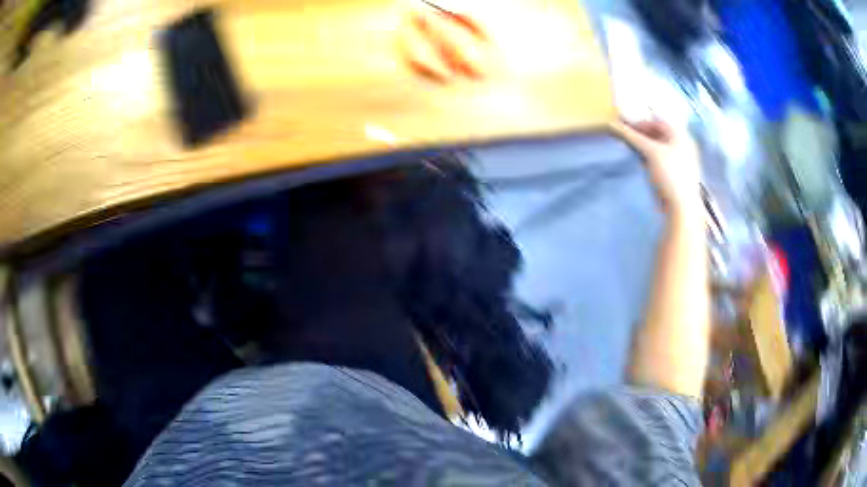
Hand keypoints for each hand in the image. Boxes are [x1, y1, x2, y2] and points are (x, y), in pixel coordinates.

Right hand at [611, 119, 700, 215]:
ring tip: (632, 150)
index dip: (641, 122)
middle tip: (627, 139)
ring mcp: (681, 160)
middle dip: (642, 135)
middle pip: (659, 134)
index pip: (657, 121)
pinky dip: (651, 159)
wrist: (682, 207)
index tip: (624, 127)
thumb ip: (633, 137)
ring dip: (645, 147)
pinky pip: (662, 161)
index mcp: (680, 135)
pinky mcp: (676, 174)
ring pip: (659, 148)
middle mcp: (683, 145)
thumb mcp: (650, 151)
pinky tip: (642, 164)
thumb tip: (614, 124)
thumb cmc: (670, 174)